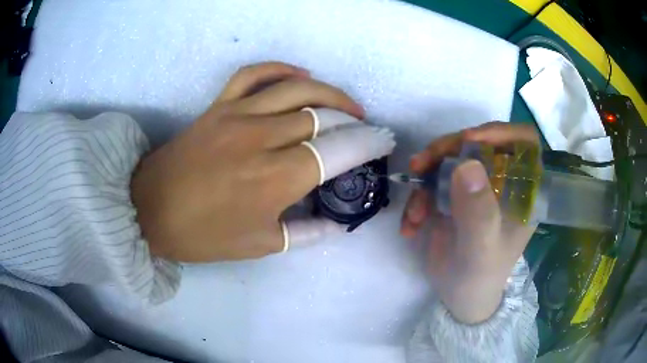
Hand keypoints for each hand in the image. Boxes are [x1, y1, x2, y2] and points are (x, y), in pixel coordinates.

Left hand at [132, 62, 394, 261]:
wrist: (150, 210)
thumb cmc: (202, 234)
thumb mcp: (258, 245)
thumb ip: (305, 234)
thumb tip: (336, 225)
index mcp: (274, 180)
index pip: (336, 152)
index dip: (366, 144)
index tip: (383, 141)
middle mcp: (261, 139)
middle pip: (322, 116)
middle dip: (353, 121)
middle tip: (366, 128)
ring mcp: (237, 116)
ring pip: (296, 89)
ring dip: (330, 93)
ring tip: (346, 105)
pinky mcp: (217, 106)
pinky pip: (253, 75)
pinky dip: (280, 69)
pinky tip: (300, 75)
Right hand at [401, 122, 538, 323]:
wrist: (457, 296)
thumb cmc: (480, 276)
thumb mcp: (481, 249)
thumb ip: (478, 212)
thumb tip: (466, 164)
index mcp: (523, 189)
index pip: (524, 143)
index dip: (500, 132)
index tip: (470, 138)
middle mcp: (502, 180)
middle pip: (479, 142)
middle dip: (448, 150)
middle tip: (421, 165)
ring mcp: (477, 185)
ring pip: (451, 157)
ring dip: (426, 177)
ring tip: (415, 211)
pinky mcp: (453, 193)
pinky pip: (432, 179)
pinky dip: (418, 198)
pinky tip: (411, 224)